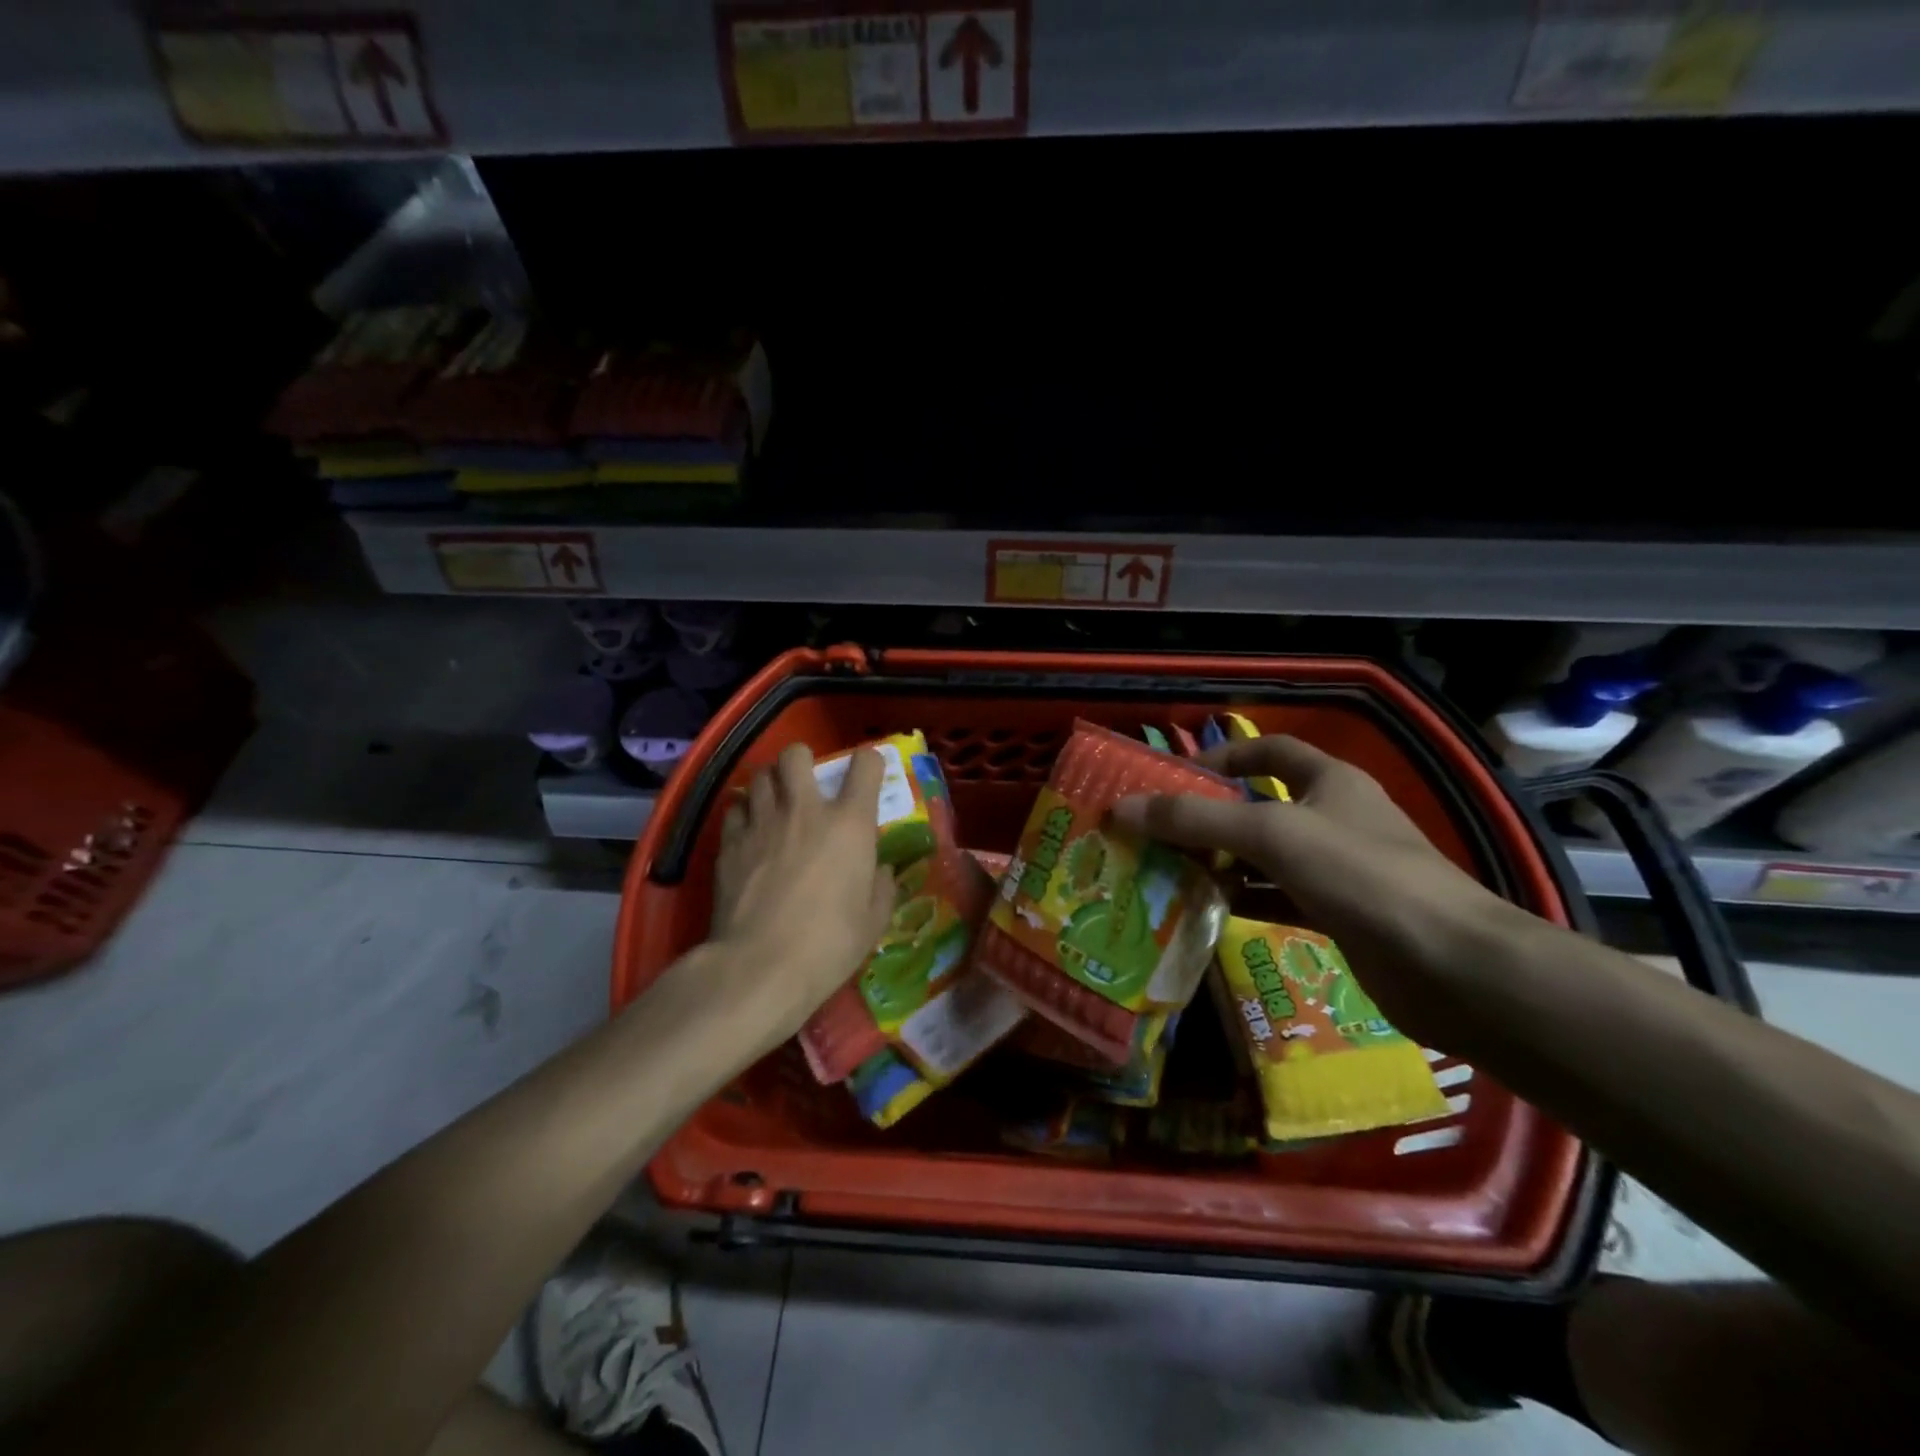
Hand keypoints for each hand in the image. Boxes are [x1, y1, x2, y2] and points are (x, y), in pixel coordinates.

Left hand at [706, 743, 894, 1055]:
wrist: (760, 966)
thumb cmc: (829, 945)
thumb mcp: (873, 921)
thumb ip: (881, 887)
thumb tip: (879, 871)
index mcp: (849, 824)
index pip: (865, 766)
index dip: (869, 763)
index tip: (868, 774)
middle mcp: (805, 810)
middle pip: (796, 755)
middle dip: (802, 760)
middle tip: (806, 782)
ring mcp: (762, 823)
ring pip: (759, 776)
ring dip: (770, 784)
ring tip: (775, 803)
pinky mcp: (729, 843)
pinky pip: (735, 809)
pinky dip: (744, 813)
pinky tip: (749, 832)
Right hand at [1111, 735, 1532, 1048]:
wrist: (1452, 968)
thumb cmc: (1361, 875)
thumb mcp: (1271, 834)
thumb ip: (1195, 820)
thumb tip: (1122, 808)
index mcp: (1330, 781)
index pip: (1271, 750)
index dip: (1225, 756)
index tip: (1176, 776)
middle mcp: (1334, 818)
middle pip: (1261, 805)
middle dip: (1210, 817)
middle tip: (1156, 832)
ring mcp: (1339, 870)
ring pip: (1265, 857)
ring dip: (1221, 863)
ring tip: (1167, 871)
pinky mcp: (1339, 915)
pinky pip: (1277, 898)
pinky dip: (1243, 900)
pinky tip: (1205, 911)